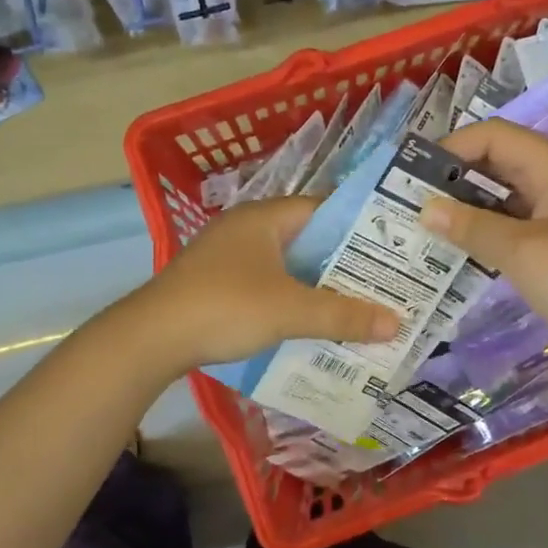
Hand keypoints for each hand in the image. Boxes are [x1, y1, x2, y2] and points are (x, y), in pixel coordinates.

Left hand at [126, 198, 400, 370]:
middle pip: (306, 239)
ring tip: (355, 304)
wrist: (151, 338)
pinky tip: (308, 321)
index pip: (323, 209)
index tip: (392, 249)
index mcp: (264, 217)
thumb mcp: (290, 310)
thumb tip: (396, 323)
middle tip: (382, 282)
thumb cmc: (225, 307)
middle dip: (341, 262)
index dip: (359, 227)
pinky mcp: (214, 282)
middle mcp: (245, 227)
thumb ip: (343, 315)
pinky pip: (264, 283)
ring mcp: (226, 255)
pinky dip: (288, 298)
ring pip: (285, 264)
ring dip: (315, 284)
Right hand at [421, 119, 547, 366]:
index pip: (494, 136)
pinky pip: (518, 227)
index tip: (415, 175)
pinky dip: (489, 233)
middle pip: (500, 164)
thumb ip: (472, 226)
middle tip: (414, 203)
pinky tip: (462, 251)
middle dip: (457, 178)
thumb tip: (425, 207)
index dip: (453, 146)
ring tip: (430, 227)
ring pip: (507, 198)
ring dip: (470, 208)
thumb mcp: (522, 252)